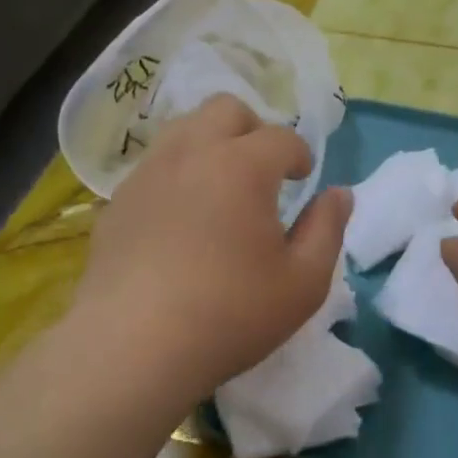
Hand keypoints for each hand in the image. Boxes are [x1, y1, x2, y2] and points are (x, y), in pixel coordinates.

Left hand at [74, 94, 350, 409]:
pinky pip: (154, 165)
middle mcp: (192, 154)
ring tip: (221, 187)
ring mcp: (148, 174)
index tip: (303, 180)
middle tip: (262, 173)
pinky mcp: (117, 201)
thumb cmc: (231, 315)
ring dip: (211, 143)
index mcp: (242, 166)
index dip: (300, 155)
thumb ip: (328, 229)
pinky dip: (177, 174)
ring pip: (183, 128)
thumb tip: (340, 193)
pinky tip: (180, 219)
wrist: (133, 348)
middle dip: (253, 130)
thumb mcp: (304, 282)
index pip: (282, 137)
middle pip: (226, 108)